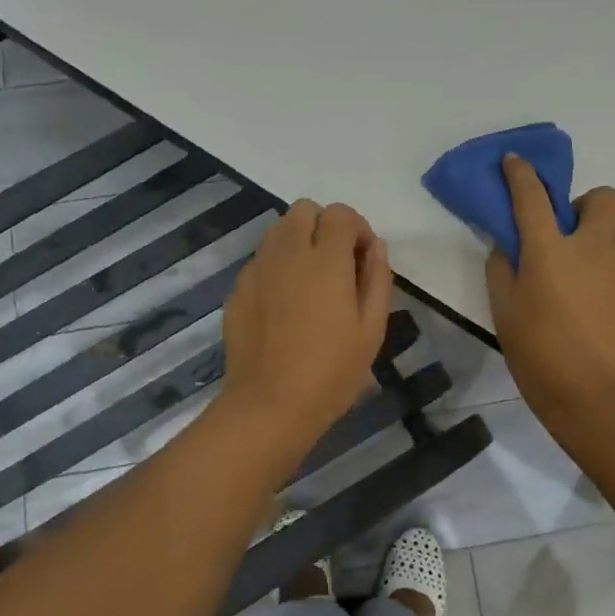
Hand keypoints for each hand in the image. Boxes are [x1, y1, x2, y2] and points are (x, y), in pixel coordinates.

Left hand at [220, 199, 393, 447]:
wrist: (269, 406)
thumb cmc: (331, 372)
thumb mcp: (371, 329)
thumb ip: (377, 279)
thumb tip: (375, 247)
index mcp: (325, 260)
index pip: (340, 214)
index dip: (357, 228)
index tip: (363, 258)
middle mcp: (287, 253)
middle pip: (303, 210)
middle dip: (324, 225)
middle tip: (337, 263)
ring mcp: (257, 270)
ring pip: (277, 230)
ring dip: (298, 241)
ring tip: (311, 281)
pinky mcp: (237, 289)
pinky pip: (261, 259)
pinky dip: (277, 266)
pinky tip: (286, 304)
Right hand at [486, 155, 614, 417]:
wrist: (597, 394)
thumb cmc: (540, 353)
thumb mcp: (504, 312)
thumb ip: (502, 269)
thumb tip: (507, 246)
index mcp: (549, 249)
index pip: (531, 195)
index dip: (521, 173)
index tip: (515, 162)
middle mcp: (593, 245)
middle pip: (603, 197)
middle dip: (585, 206)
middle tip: (568, 235)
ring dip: (601, 239)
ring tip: (586, 273)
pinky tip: (604, 298)